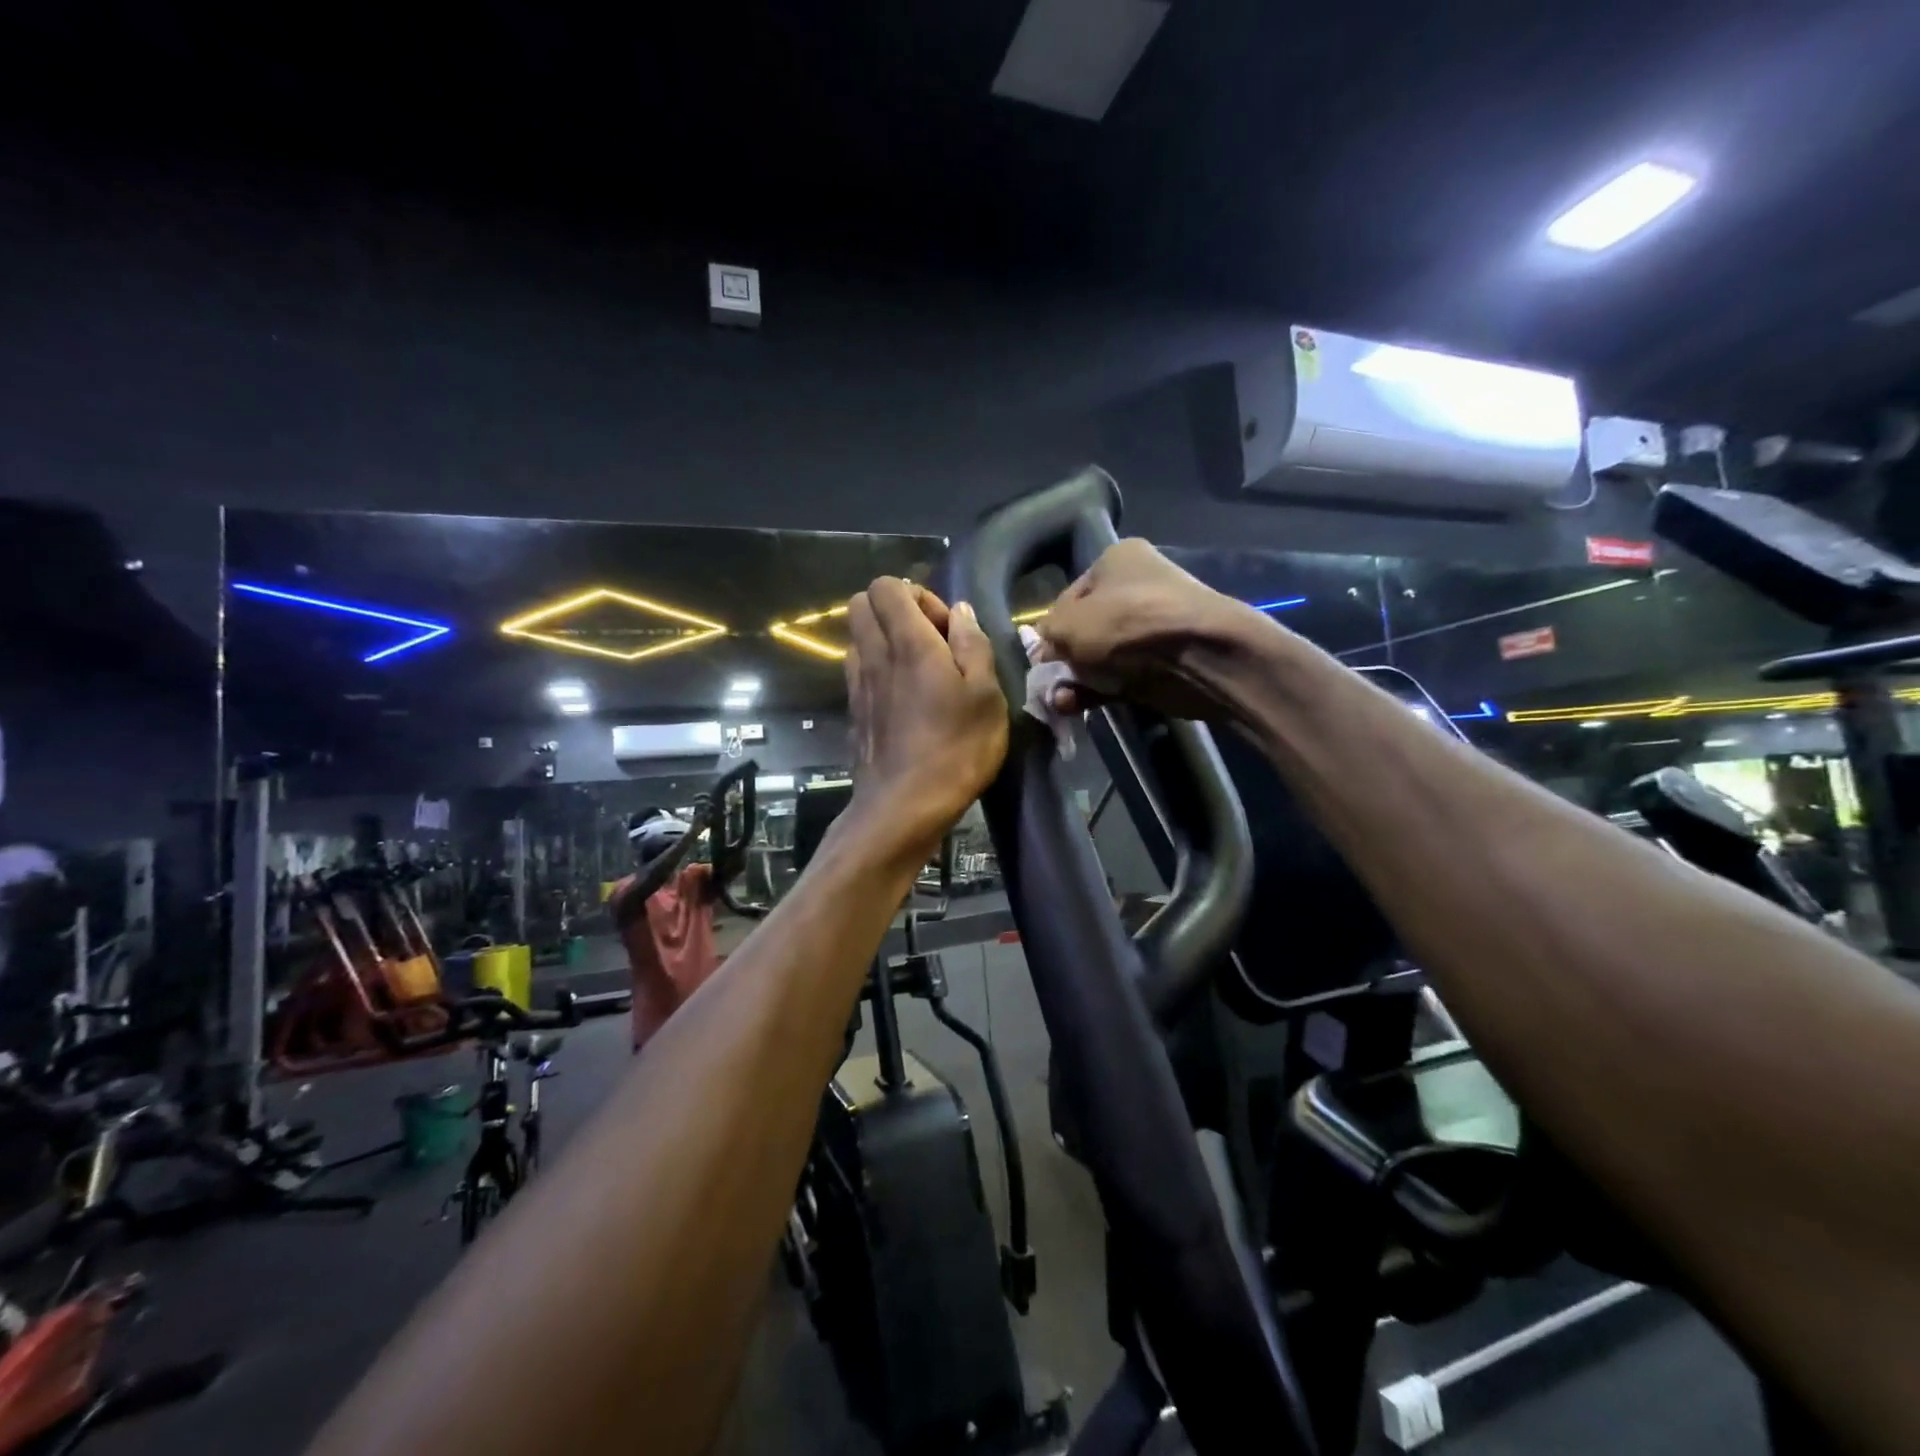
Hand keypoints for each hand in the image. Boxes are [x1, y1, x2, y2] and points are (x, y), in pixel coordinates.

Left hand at [844, 579, 1008, 861]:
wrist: (904, 806)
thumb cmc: (956, 748)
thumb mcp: (987, 695)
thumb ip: (973, 645)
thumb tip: (960, 612)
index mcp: (908, 642)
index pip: (887, 586)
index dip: (919, 596)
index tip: (947, 630)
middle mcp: (874, 655)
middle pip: (861, 603)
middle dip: (895, 609)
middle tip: (930, 642)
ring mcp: (858, 684)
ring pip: (857, 636)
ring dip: (885, 639)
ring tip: (919, 670)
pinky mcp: (854, 711)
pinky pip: (858, 669)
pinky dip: (877, 668)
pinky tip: (905, 698)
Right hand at [1036, 538, 1265, 719]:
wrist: (1200, 654)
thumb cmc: (1128, 624)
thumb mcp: (1069, 624)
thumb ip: (1047, 636)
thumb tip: (1044, 652)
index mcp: (1116, 560)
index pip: (1068, 597)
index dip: (1050, 629)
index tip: (1040, 657)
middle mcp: (1136, 587)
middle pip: (1085, 629)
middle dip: (1064, 659)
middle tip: (1047, 683)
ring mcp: (1152, 627)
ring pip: (1100, 657)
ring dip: (1076, 680)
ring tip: (1058, 702)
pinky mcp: (1163, 663)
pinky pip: (1119, 677)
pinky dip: (1097, 691)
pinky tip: (1075, 707)